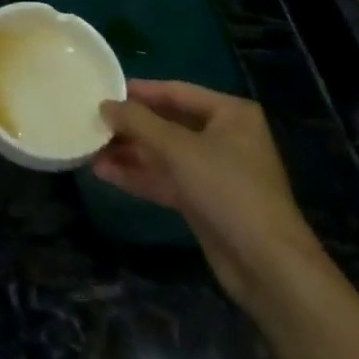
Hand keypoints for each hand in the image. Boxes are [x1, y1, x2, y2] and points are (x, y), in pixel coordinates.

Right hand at [97, 81, 324, 312]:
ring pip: (163, 154)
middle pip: (167, 123)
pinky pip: (165, 179)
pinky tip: (104, 173)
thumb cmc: (228, 189)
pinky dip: (138, 175)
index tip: (103, 90)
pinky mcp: (204, 201)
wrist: (268, 267)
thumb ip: (138, 122)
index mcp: (230, 114)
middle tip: (92, 122)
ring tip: (89, 149)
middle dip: (130, 126)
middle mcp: (224, 138)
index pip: (176, 91)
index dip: (139, 91)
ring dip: (129, 152)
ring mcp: (215, 172)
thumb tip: (104, 105)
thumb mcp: (178, 148)